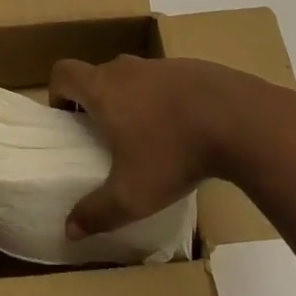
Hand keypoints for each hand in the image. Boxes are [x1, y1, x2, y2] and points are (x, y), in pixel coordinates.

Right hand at [49, 55, 294, 238]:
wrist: (237, 118)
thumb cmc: (173, 152)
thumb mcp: (132, 196)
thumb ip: (97, 213)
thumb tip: (69, 229)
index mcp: (104, 88)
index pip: (64, 72)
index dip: (57, 93)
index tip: (67, 120)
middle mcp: (127, 69)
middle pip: (98, 74)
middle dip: (94, 101)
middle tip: (104, 137)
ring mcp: (161, 65)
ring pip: (133, 77)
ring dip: (130, 100)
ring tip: (147, 138)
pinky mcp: (192, 68)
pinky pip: (164, 82)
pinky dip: (163, 100)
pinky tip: (183, 130)